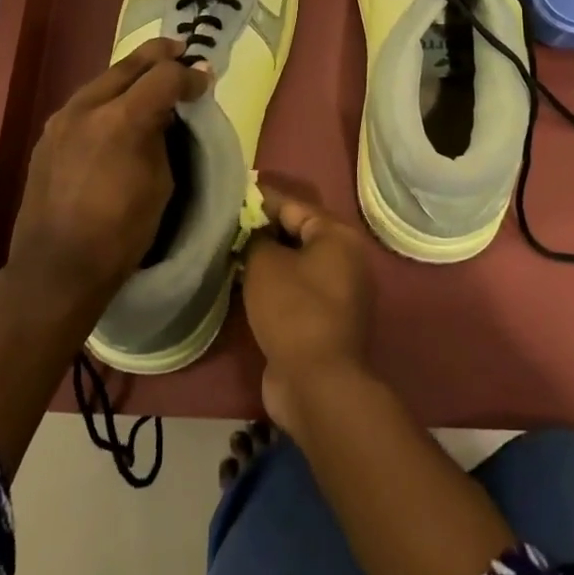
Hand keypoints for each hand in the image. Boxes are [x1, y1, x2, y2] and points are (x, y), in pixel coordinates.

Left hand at [5, 38, 208, 320]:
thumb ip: (163, 137)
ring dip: (131, 74)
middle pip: (130, 64)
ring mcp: (62, 118)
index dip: (190, 76)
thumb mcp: (160, 184)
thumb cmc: (120, 233)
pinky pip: (86, 102)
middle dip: (160, 56)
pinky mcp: (48, 134)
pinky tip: (119, 109)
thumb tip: (167, 113)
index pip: (164, 76)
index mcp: (121, 119)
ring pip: (104, 79)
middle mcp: (87, 107)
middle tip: (182, 53)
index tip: (205, 82)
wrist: (55, 268)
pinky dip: (109, 97)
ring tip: (152, 78)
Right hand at [241, 187, 376, 437]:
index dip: (261, 198)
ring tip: (232, 250)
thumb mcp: (265, 264)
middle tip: (228, 223)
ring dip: (268, 258)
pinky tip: (246, 282)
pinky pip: (297, 289)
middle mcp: (345, 259)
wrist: (317, 382)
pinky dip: (275, 283)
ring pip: (296, 263)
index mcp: (337, 236)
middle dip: (264, 228)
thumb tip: (256, 235)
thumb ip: (257, 239)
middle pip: (298, 232)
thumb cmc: (293, 310)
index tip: (234, 192)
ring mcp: (339, 292)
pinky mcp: (326, 320)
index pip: (293, 204)